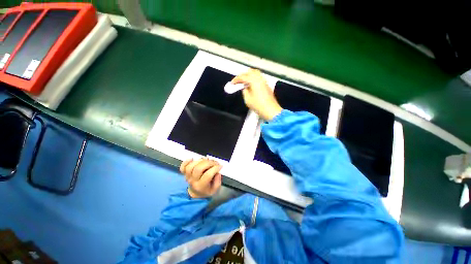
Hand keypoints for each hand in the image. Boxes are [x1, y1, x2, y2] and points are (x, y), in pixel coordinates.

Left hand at [180, 158, 221, 198]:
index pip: (207, 175)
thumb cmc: (206, 190)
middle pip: (198, 169)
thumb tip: (217, 172)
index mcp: (201, 186)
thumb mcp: (215, 189)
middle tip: (215, 162)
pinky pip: (182, 167)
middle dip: (208, 163)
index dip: (215, 168)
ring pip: (191, 166)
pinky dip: (186, 161)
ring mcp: (188, 176)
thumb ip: (218, 181)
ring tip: (206, 160)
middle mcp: (193, 181)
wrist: (196, 194)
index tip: (220, 166)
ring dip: (199, 161)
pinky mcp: (184, 173)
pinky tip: (192, 158)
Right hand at [232, 69, 282, 120]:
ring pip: (255, 73)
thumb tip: (244, 87)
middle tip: (238, 81)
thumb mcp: (247, 99)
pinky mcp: (267, 85)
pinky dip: (253, 78)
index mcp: (254, 81)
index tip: (232, 83)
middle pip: (250, 72)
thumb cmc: (258, 106)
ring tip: (244, 82)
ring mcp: (265, 81)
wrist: (271, 111)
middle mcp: (260, 79)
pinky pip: (259, 78)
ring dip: (248, 76)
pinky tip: (251, 84)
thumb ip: (244, 91)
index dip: (236, 79)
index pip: (243, 77)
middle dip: (243, 75)